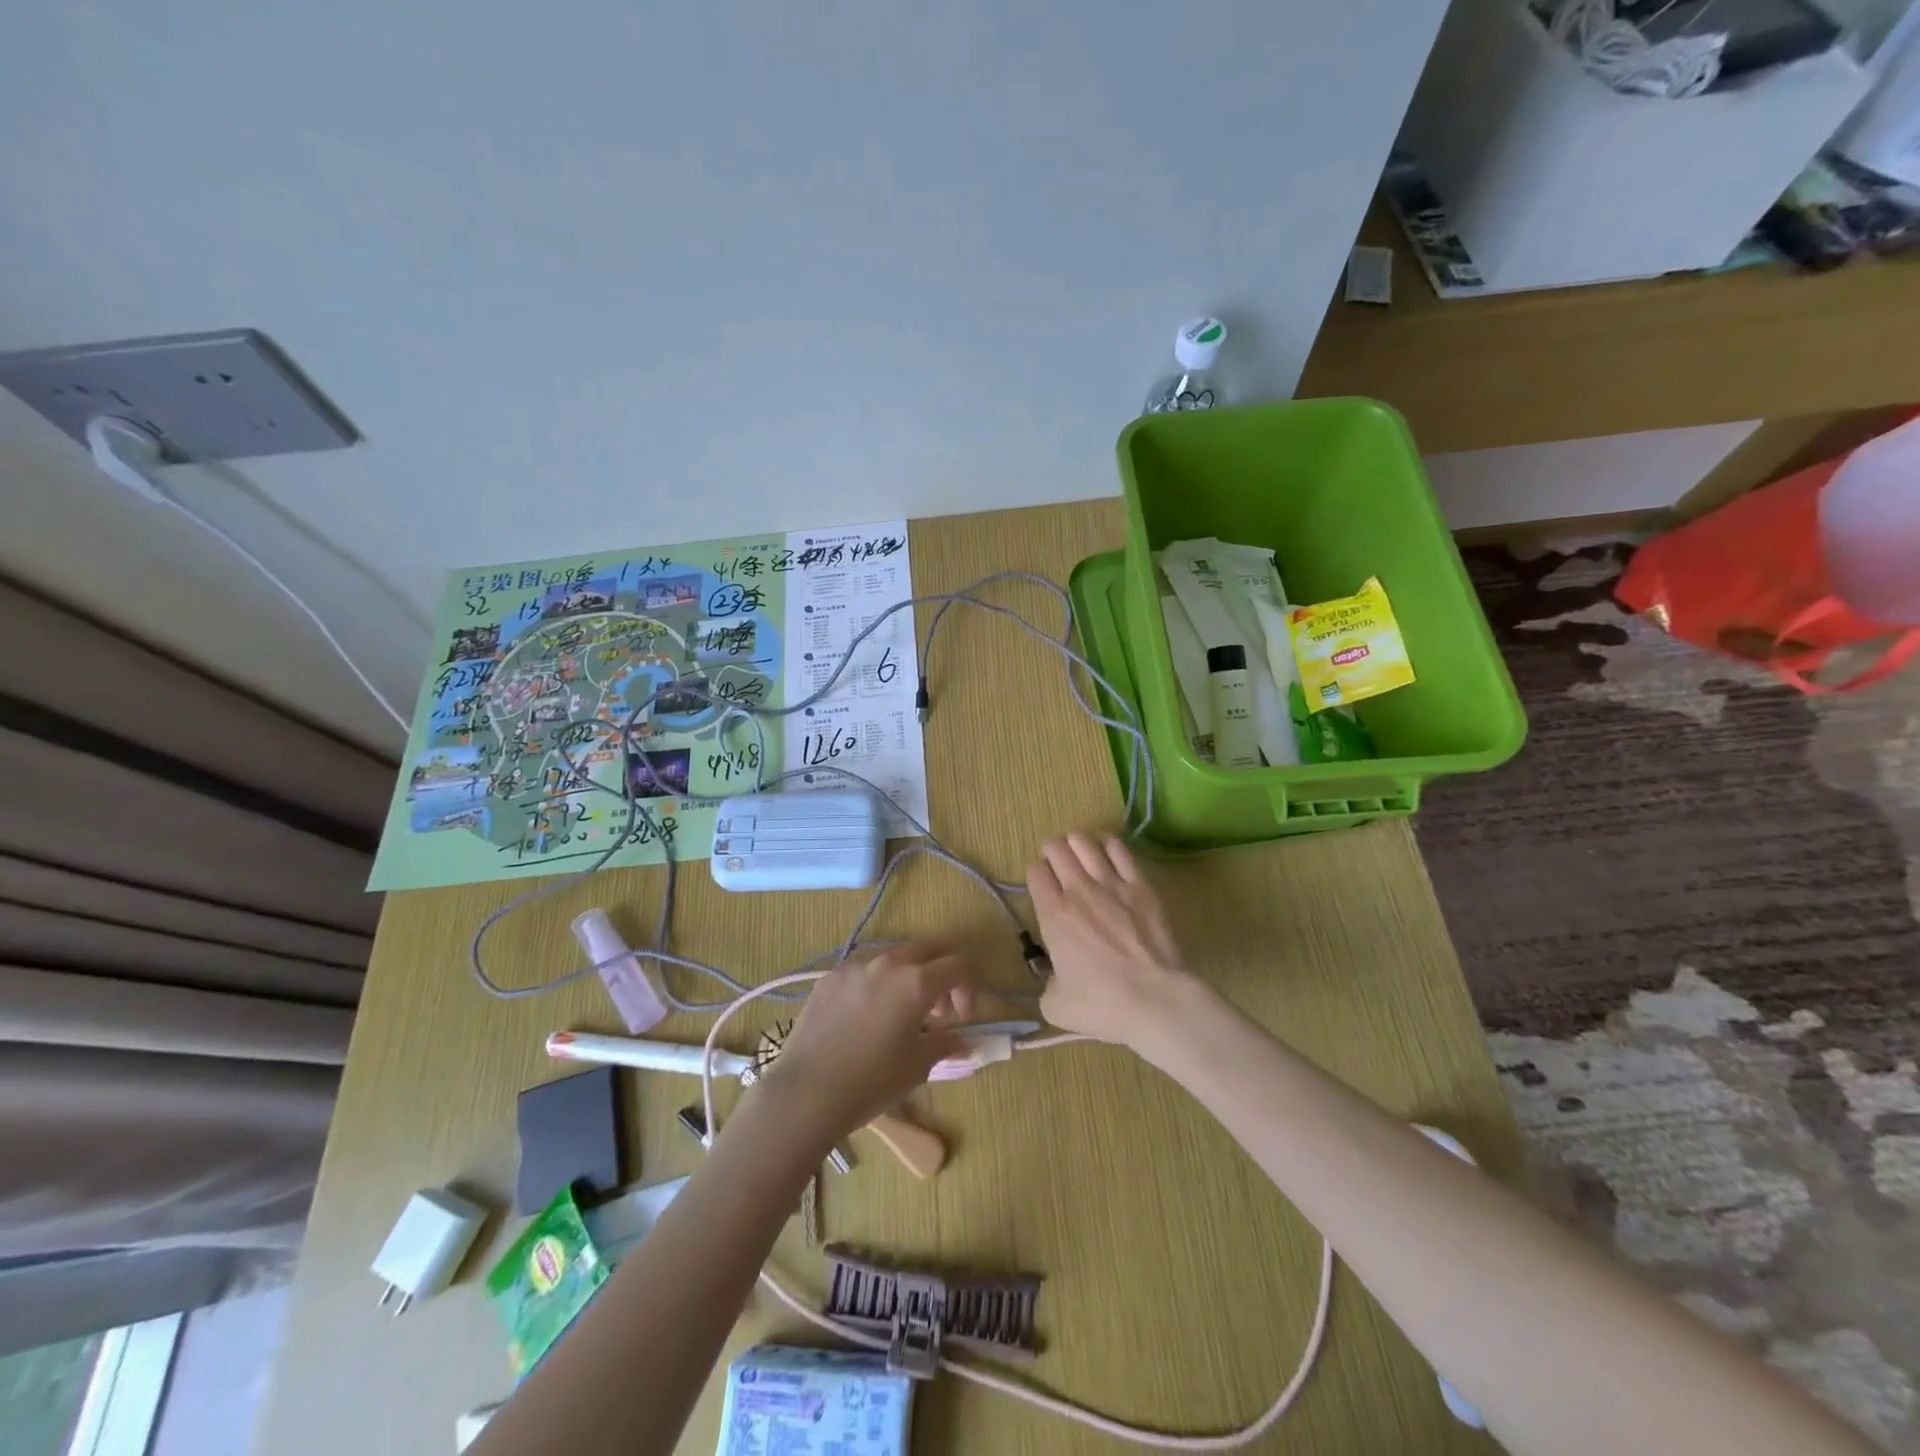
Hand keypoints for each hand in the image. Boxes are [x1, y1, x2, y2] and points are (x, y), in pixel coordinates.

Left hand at [761, 942, 975, 1139]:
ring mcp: (854, 967)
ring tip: (898, 1016)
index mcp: (916, 981)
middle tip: (937, 1010)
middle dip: (939, 974)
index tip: (962, 1018)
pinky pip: (862, 973)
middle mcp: (887, 964)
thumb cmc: (872, 1081)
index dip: (968, 989)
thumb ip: (944, 1043)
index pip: (958, 966)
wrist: (807, 1092)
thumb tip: (960, 1040)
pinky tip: (863, 1021)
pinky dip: (874, 988)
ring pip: (892, 959)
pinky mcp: (828, 979)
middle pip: (926, 950)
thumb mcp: (918, 1066)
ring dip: (906, 979)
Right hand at [1027, 832, 1198, 1049]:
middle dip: (1052, 853)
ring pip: (1084, 841)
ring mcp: (1111, 883)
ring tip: (1081, 855)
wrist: (1156, 1000)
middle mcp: (1078, 890)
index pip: (1035, 872)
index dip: (1036, 875)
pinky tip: (1108, 852)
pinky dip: (1108, 845)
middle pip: (1056, 848)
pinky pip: (1119, 849)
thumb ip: (1046, 984)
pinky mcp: (1140, 884)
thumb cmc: (1103, 1005)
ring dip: (1077, 844)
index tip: (1043, 887)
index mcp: (1053, 914)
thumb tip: (1054, 975)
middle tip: (1059, 867)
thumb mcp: (1056, 1006)